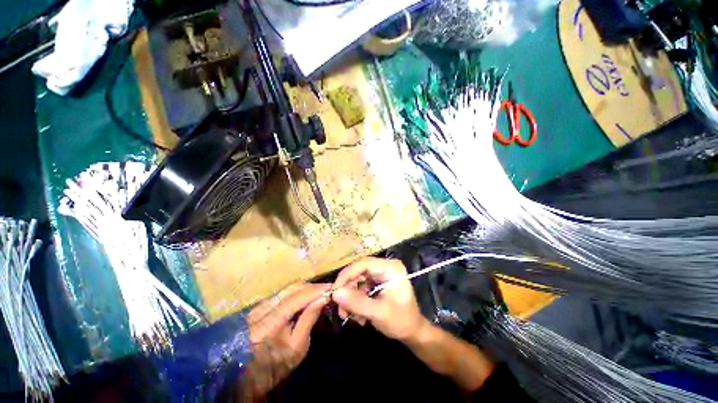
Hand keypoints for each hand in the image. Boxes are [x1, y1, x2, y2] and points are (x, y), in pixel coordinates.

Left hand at [241, 283, 329, 399]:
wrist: (251, 375)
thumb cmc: (278, 365)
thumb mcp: (298, 346)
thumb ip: (309, 319)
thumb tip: (323, 297)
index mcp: (268, 326)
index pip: (296, 299)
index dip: (315, 290)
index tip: (331, 287)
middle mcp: (261, 311)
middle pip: (291, 289)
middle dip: (312, 286)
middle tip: (327, 288)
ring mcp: (257, 306)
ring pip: (287, 288)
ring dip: (305, 288)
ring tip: (318, 291)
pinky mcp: (258, 306)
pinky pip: (282, 293)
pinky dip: (296, 292)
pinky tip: (305, 295)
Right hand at [331, 258, 427, 341]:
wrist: (412, 332)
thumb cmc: (401, 321)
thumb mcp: (379, 313)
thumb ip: (357, 303)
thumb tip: (335, 293)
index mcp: (390, 268)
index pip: (363, 264)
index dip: (347, 275)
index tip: (334, 291)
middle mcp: (385, 267)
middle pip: (359, 271)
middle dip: (348, 289)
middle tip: (339, 307)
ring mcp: (381, 274)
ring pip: (357, 280)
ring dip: (350, 297)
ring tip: (348, 316)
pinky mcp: (377, 282)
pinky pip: (360, 287)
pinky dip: (355, 300)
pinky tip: (357, 316)